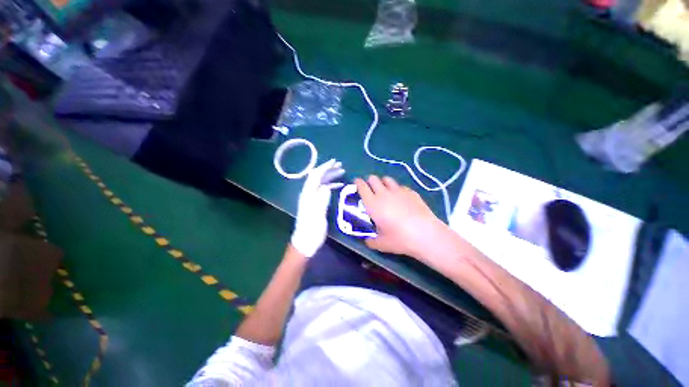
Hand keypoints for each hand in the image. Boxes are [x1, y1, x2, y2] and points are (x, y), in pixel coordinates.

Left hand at [291, 159, 344, 257]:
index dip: (324, 167)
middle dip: (329, 170)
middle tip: (341, 166)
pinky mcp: (315, 203)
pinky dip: (331, 185)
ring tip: (342, 172)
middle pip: (318, 177)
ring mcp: (312, 198)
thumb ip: (321, 200)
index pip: (315, 176)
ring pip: (321, 182)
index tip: (334, 162)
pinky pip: (323, 190)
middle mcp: (308, 194)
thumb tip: (326, 186)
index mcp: (307, 195)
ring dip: (331, 176)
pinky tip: (338, 185)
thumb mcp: (317, 216)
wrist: (305, 243)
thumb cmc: (311, 231)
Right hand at [355, 176, 444, 257]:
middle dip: (370, 181)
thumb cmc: (399, 239)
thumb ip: (371, 241)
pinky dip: (397, 190)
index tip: (357, 183)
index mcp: (373, 204)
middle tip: (371, 189)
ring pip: (387, 179)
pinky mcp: (411, 192)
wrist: (425, 234)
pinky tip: (401, 199)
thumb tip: (367, 241)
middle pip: (373, 178)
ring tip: (385, 191)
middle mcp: (384, 194)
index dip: (358, 183)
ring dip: (383, 183)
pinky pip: (400, 186)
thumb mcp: (381, 244)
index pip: (362, 186)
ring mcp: (398, 191)